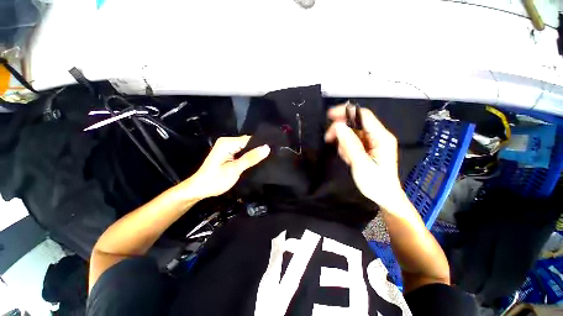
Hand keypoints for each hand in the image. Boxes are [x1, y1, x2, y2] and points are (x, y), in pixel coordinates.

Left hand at [185, 136, 269, 198]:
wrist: (199, 189)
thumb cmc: (215, 180)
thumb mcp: (235, 170)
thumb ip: (250, 158)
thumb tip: (267, 147)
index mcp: (227, 143)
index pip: (250, 140)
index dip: (261, 145)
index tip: (273, 151)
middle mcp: (227, 141)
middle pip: (248, 142)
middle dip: (258, 149)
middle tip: (271, 157)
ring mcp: (227, 147)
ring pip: (246, 147)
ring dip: (254, 154)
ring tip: (266, 159)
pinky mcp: (228, 153)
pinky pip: (243, 151)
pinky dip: (249, 156)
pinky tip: (256, 161)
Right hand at [325, 105, 401, 207]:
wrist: (384, 197)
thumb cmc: (375, 183)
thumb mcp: (361, 164)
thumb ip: (350, 144)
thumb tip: (338, 126)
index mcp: (381, 137)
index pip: (363, 116)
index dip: (346, 112)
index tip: (329, 115)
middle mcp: (377, 136)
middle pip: (355, 124)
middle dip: (340, 130)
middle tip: (329, 139)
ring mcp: (371, 142)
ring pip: (351, 133)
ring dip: (343, 142)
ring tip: (345, 156)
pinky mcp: (366, 148)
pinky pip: (352, 141)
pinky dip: (345, 148)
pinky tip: (348, 158)